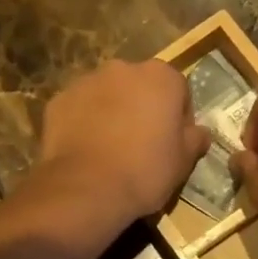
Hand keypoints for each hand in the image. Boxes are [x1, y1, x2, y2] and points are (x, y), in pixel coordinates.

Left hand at [34, 60, 210, 228]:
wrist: (86, 189)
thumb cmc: (145, 171)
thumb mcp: (183, 161)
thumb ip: (195, 138)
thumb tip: (199, 132)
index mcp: (160, 77)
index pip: (178, 90)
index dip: (178, 117)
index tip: (173, 142)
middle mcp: (122, 69)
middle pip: (139, 87)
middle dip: (142, 108)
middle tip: (141, 144)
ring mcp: (85, 82)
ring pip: (106, 95)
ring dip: (112, 113)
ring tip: (110, 149)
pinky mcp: (58, 100)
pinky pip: (79, 109)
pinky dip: (84, 122)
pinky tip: (86, 151)